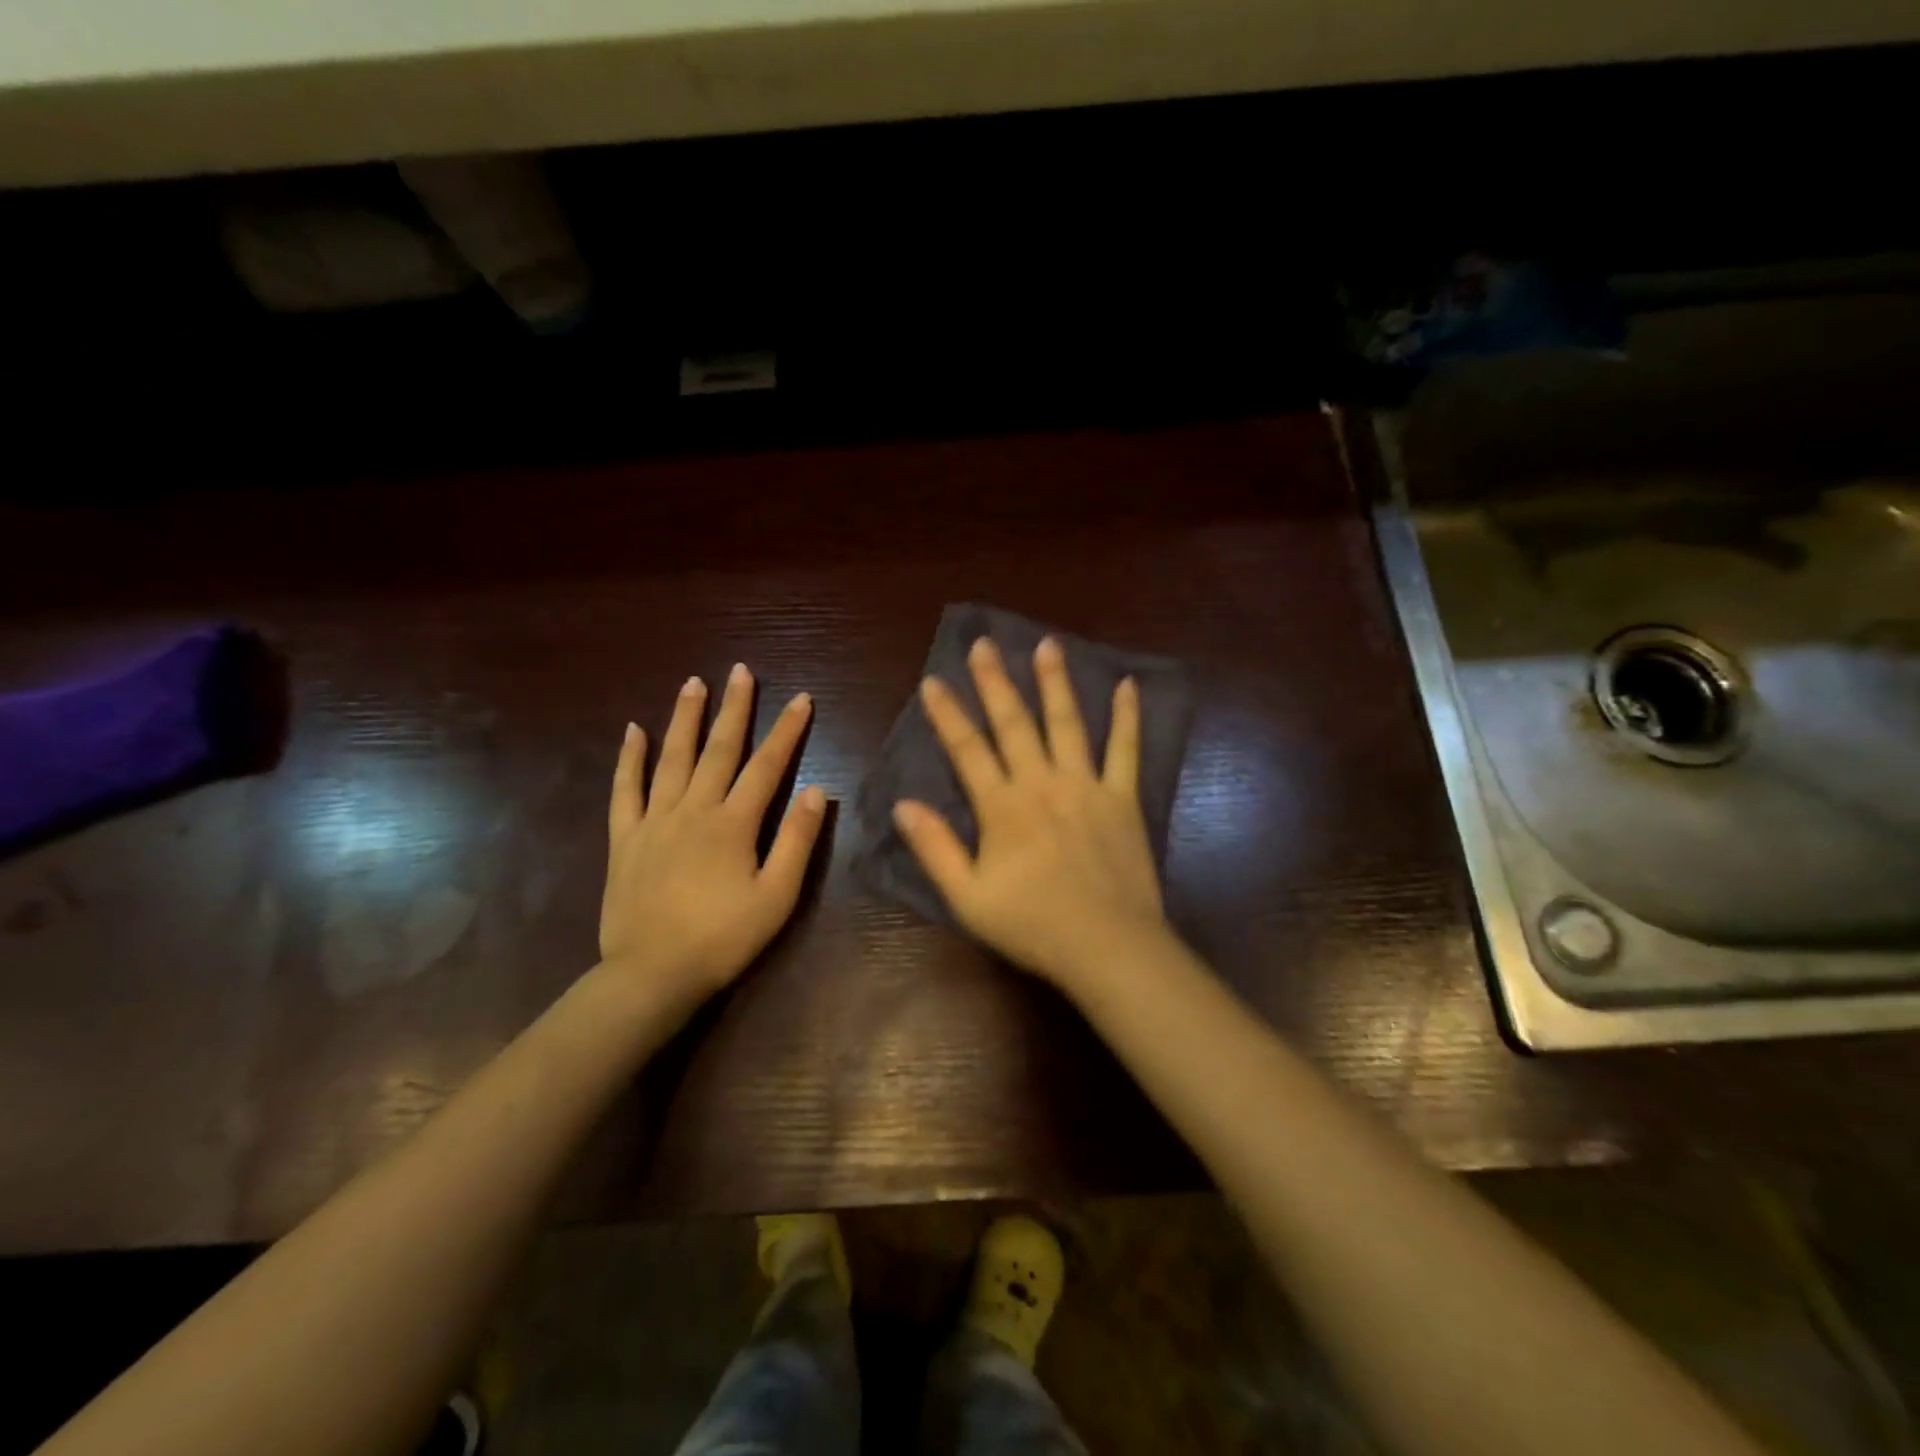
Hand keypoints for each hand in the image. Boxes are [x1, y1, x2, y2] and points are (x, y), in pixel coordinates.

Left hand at [601, 664, 826, 1002]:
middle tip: (739, 672)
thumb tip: (816, 790)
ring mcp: (654, 821)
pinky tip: (633, 731)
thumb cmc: (723, 939)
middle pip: (718, 750)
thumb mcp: (776, 896)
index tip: (801, 699)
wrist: (652, 975)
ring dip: (684, 718)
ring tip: (693, 683)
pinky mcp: (625, 839)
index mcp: (733, 824)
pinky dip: (629, 759)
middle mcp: (693, 809)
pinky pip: (625, 790)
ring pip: (671, 758)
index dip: (787, 731)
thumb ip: (796, 841)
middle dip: (733, 709)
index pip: (767, 766)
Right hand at [892, 636, 1173, 989]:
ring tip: (1047, 644)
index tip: (934, 681)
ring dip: (1055, 682)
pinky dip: (1127, 717)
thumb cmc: (1033, 925)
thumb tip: (903, 805)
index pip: (967, 750)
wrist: (1108, 946)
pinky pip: (1126, 750)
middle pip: (1014, 723)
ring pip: (1067, 723)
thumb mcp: (968, 898)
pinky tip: (1127, 684)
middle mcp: (1042, 784)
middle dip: (996, 681)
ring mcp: (1086, 786)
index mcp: (1002, 807)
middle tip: (984, 643)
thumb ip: (935, 849)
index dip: (948, 714)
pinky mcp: (1123, 798)